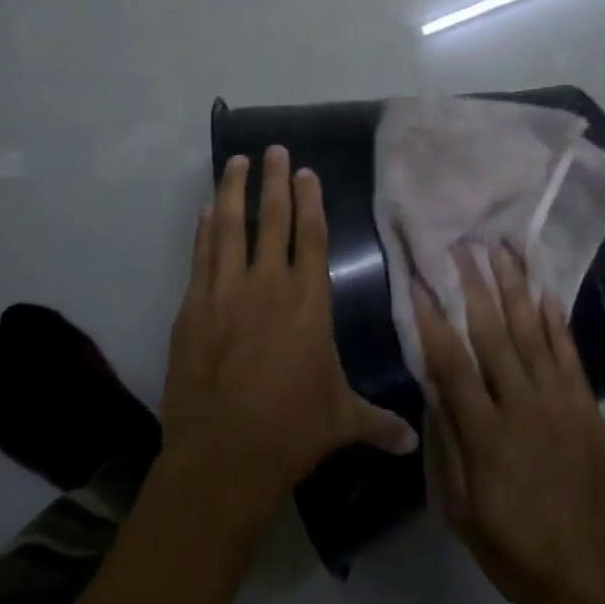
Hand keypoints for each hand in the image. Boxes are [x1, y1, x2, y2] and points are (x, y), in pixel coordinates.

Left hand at [160, 147, 418, 524]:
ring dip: (233, 191)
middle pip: (273, 219)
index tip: (305, 171)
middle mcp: (268, 285)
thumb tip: (412, 443)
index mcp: (309, 301)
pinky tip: (206, 212)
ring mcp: (226, 292)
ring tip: (235, 162)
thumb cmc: (292, 430)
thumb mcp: (341, 420)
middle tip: (273, 149)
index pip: (311, 236)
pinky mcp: (193, 308)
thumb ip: (378, 423)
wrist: (224, 454)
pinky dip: (203, 231)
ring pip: (230, 228)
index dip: (309, 200)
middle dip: (274, 180)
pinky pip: (201, 257)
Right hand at [415, 243, 604, 603]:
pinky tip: (545, 293)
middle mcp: (522, 407)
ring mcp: (561, 404)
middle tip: (462, 246)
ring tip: (502, 250)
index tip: (418, 281)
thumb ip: (446, 447)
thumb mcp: (461, 513)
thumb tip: (432, 391)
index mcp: (485, 434)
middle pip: (492, 334)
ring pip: (532, 334)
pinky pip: (570, 355)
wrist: (597, 581)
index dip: (432, 319)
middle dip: (474, 286)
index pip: (451, 363)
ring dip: (515, 289)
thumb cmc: (517, 553)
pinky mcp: (589, 409)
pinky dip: (556, 322)